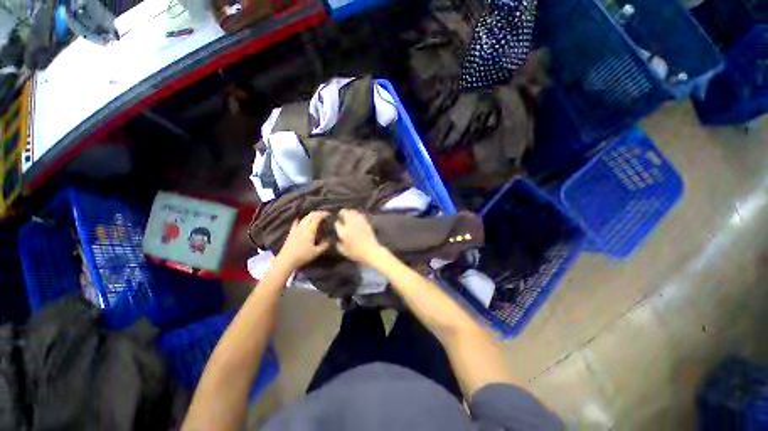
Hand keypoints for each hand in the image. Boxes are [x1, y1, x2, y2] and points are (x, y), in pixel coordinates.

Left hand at [276, 211, 329, 269]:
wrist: (286, 260)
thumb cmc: (302, 256)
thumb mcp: (317, 252)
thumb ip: (325, 245)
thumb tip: (331, 240)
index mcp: (310, 230)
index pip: (317, 218)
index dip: (324, 214)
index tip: (330, 214)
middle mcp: (303, 227)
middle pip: (311, 215)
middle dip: (318, 213)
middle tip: (325, 214)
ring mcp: (296, 229)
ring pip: (304, 218)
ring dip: (311, 215)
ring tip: (317, 216)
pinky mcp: (291, 232)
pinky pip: (296, 223)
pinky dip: (300, 219)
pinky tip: (300, 219)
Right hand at [335, 209, 383, 264]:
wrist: (371, 251)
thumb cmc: (356, 253)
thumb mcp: (343, 251)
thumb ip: (337, 242)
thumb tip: (335, 235)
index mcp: (344, 232)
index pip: (337, 223)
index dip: (336, 223)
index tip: (336, 224)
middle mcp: (351, 225)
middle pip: (345, 212)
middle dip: (341, 213)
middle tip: (341, 216)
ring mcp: (359, 222)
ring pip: (352, 211)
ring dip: (349, 212)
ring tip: (348, 215)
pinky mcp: (365, 222)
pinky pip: (359, 214)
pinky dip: (356, 214)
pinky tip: (355, 217)